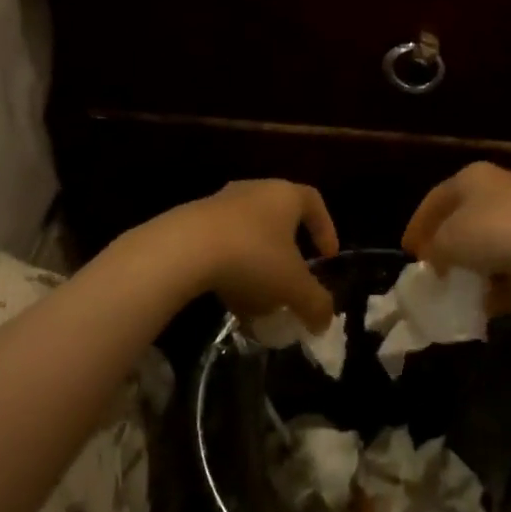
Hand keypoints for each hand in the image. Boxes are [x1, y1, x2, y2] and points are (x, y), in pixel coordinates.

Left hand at [173, 180, 338, 328]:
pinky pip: (221, 243)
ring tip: (258, 296)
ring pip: (248, 232)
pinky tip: (229, 295)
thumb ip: (316, 304)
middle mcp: (254, 190)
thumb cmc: (251, 257)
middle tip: (292, 279)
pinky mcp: (191, 220)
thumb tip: (324, 321)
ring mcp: (219, 202)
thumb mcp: (293, 287)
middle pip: (279, 218)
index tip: (327, 257)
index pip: (314, 203)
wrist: (182, 249)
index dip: (325, 229)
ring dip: (257, 263)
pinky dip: (230, 267)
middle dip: (288, 252)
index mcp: (285, 195)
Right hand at [401, 163, 510, 311]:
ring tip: (467, 290)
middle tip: (437, 267)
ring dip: (478, 264)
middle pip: (465, 216)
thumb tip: (435, 258)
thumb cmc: (493, 233)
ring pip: (493, 237)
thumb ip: (434, 250)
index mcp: (471, 177)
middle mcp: (500, 183)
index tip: (408, 251)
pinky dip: (504, 276)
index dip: (417, 225)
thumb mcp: (449, 243)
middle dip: (450, 244)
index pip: (434, 199)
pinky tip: (496, 301)